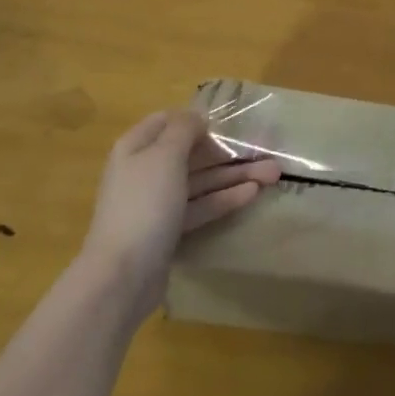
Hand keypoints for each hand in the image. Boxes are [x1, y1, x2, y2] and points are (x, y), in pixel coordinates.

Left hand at [81, 110, 280, 319]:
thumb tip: (197, 118)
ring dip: (234, 175)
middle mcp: (145, 171)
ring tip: (273, 174)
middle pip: (192, 153)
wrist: (121, 277)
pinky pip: (200, 206)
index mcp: (137, 147)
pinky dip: (224, 199)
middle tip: (265, 150)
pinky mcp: (168, 230)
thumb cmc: (144, 204)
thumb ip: (184, 130)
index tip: (228, 123)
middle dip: (228, 151)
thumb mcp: (165, 156)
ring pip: (200, 180)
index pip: (168, 121)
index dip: (197, 119)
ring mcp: (156, 202)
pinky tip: (253, 194)